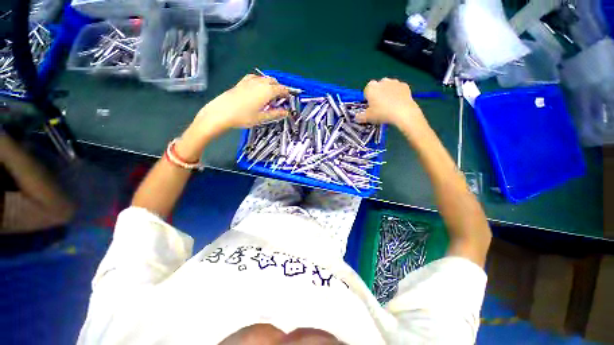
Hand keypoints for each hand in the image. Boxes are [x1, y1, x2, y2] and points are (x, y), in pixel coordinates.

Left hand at [175, 74, 289, 160]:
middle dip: (279, 88)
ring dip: (270, 85)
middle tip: (279, 100)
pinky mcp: (241, 82)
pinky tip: (257, 89)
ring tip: (269, 95)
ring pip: (265, 78)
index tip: (288, 100)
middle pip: (274, 82)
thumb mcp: (262, 118)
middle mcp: (260, 83)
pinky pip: (255, 78)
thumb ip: (276, 114)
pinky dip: (260, 82)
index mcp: (267, 91)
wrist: (221, 113)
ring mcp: (250, 81)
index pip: (282, 89)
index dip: (287, 94)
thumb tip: (286, 112)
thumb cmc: (244, 117)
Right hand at [356, 78, 426, 129]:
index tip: (370, 106)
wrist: (403, 112)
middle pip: (377, 87)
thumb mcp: (368, 118)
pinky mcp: (405, 85)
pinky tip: (398, 103)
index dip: (368, 98)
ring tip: (389, 105)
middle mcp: (382, 82)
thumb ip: (360, 116)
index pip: (366, 90)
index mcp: (371, 88)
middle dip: (377, 94)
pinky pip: (398, 89)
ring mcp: (394, 82)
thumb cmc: (382, 113)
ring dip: (387, 93)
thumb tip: (356, 117)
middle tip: (379, 106)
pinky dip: (397, 94)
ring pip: (388, 86)